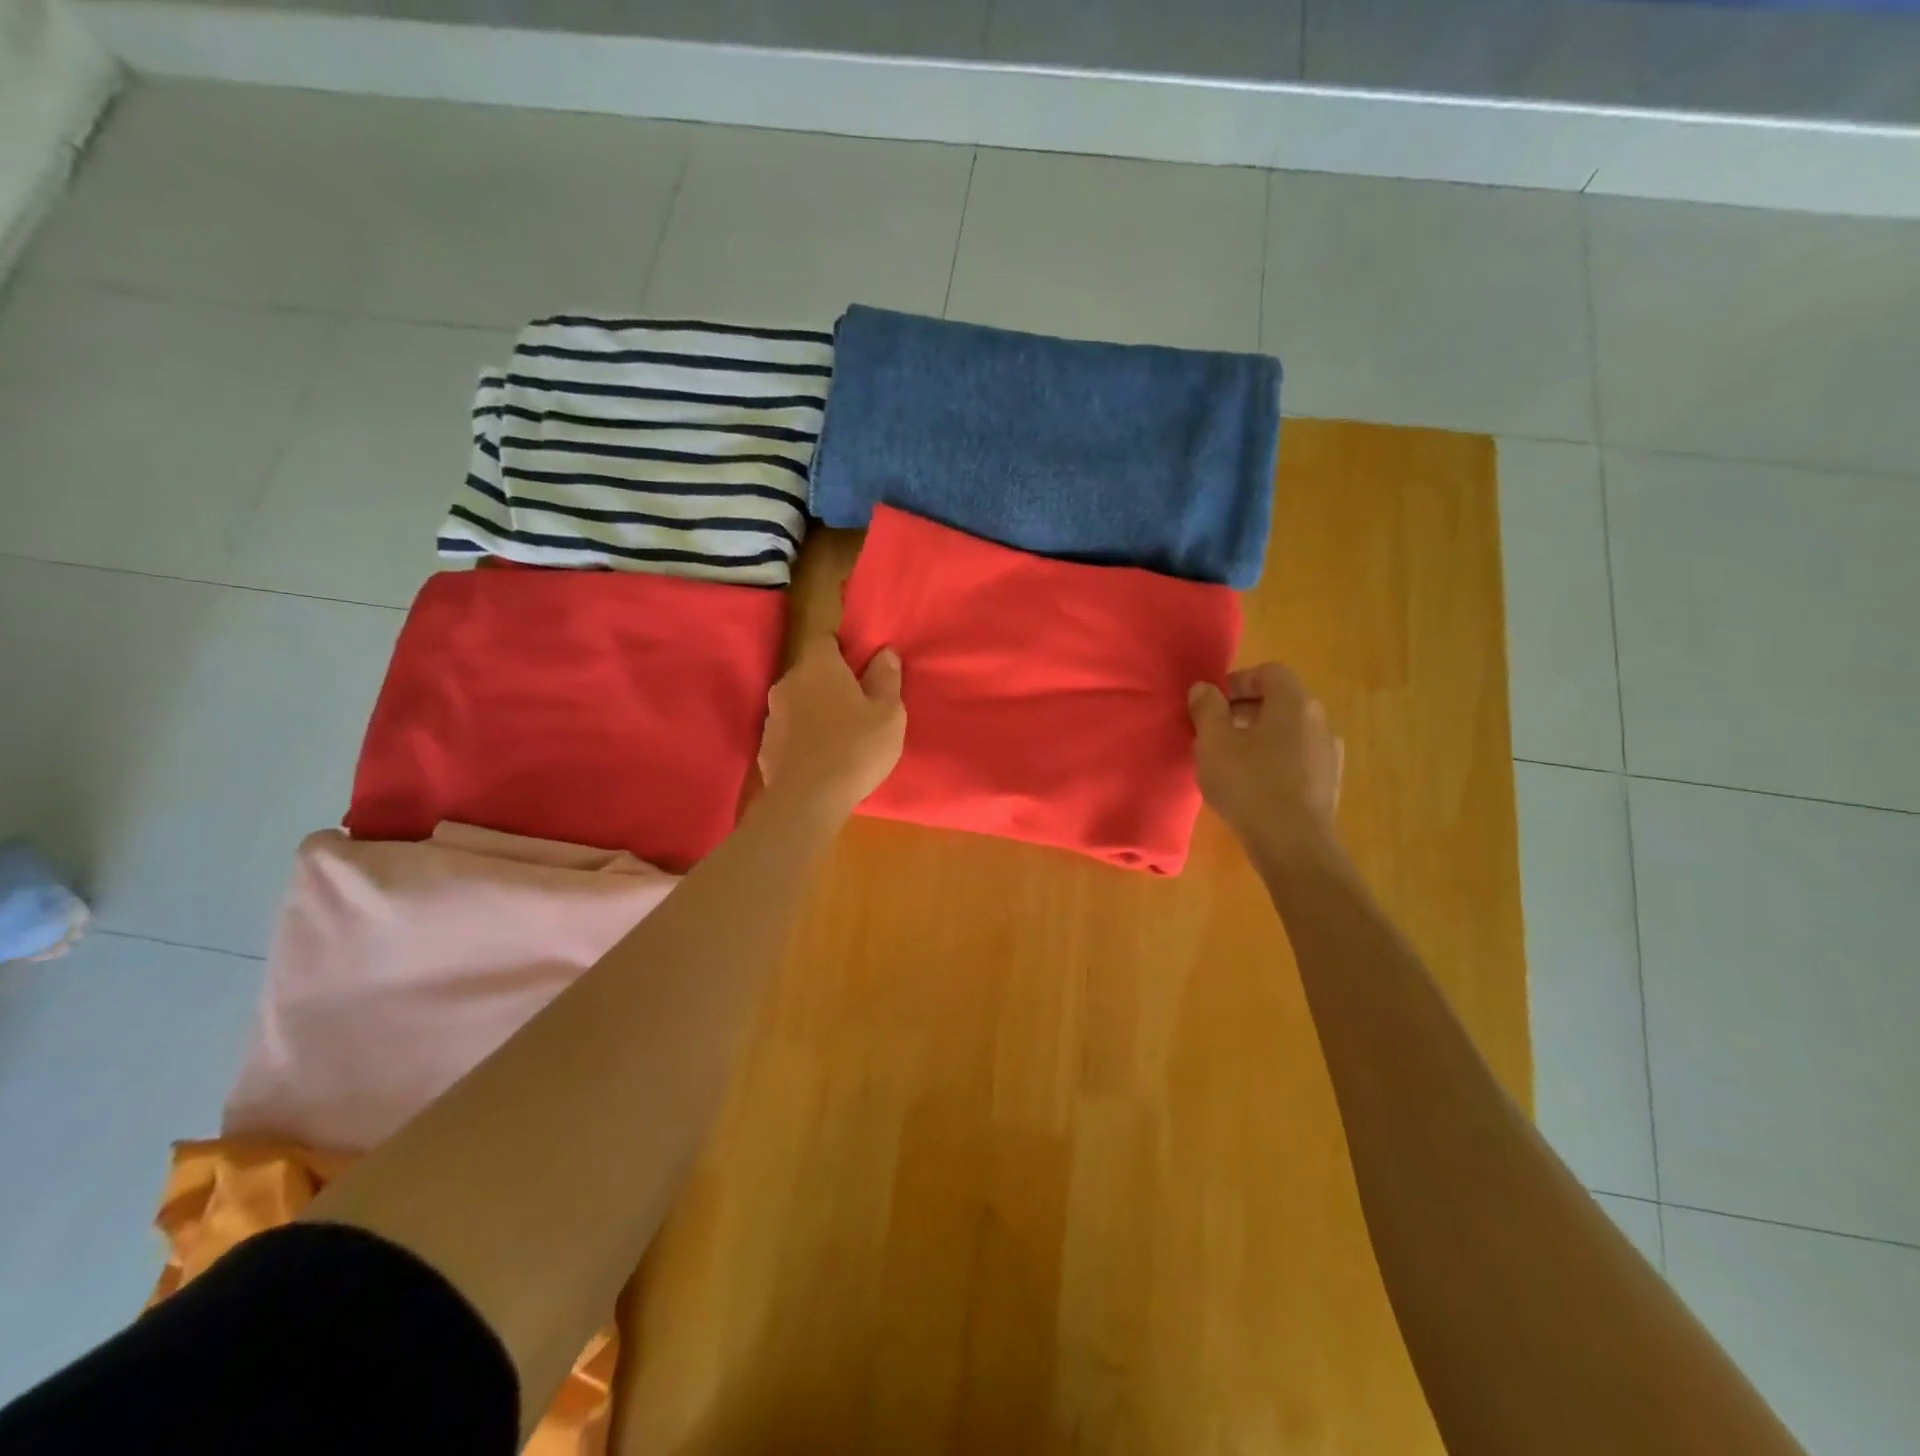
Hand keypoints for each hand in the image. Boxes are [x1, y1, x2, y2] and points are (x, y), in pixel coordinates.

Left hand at [759, 636, 906, 818]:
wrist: (807, 800)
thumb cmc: (855, 748)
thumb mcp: (888, 713)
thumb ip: (886, 678)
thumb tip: (884, 653)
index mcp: (818, 665)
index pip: (825, 638)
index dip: (844, 648)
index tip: (862, 666)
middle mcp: (788, 682)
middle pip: (812, 671)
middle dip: (833, 682)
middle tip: (859, 704)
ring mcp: (772, 714)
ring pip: (800, 701)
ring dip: (817, 710)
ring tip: (842, 734)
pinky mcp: (766, 744)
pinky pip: (790, 730)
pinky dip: (805, 736)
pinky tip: (822, 757)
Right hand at [1188, 663, 1343, 849]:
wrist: (1293, 843)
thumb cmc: (1249, 783)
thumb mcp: (1213, 742)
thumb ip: (1207, 708)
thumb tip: (1204, 688)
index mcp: (1294, 702)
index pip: (1268, 672)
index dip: (1237, 682)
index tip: (1212, 704)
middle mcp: (1319, 720)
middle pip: (1280, 700)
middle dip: (1244, 710)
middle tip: (1215, 732)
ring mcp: (1328, 752)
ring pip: (1289, 730)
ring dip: (1259, 736)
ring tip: (1231, 760)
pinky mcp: (1328, 781)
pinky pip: (1297, 757)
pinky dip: (1275, 760)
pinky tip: (1253, 785)